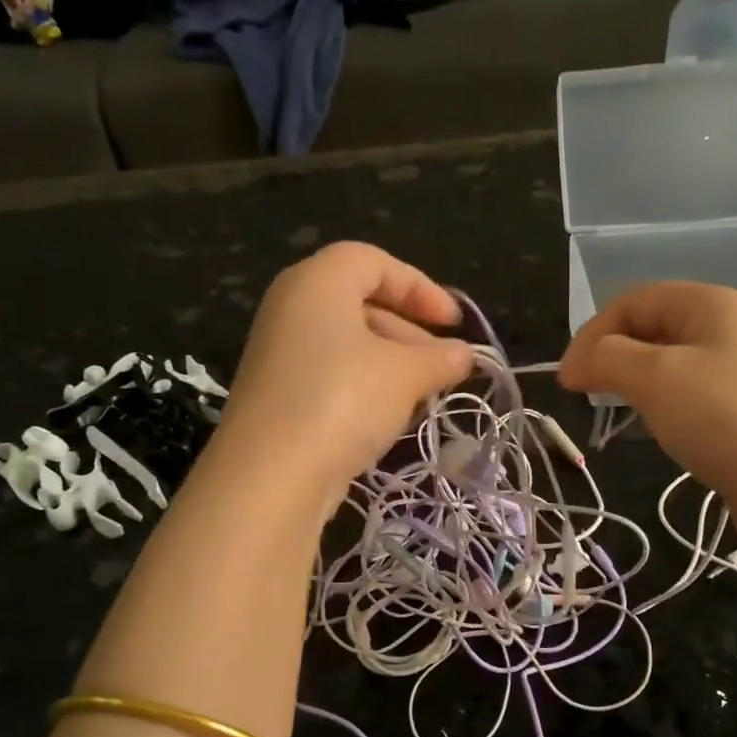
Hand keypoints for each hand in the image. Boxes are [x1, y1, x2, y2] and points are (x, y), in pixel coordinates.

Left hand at [218, 243, 472, 499]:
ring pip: (347, 344)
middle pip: (360, 302)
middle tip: (443, 365)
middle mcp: (292, 309)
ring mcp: (280, 354)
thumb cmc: (343, 400)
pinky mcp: (278, 396)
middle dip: (410, 331)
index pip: (373, 262)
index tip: (453, 323)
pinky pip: (331, 376)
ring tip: (424, 395)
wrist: (271, 474)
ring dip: (392, 364)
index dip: (420, 287)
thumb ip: (440, 359)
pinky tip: (390, 418)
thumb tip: (465, 355)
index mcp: (317, 282)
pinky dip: (365, 387)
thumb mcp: (404, 374)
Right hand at [558, 282, 736, 517]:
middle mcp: (734, 325)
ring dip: (636, 379)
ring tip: (619, 409)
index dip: (592, 333)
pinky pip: (694, 388)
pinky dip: (665, 400)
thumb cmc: (724, 420)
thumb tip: (573, 364)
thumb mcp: (655, 379)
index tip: (567, 380)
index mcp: (714, 303)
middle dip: (613, 355)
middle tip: (588, 394)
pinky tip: (660, 425)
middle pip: (654, 325)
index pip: (634, 300)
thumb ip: (605, 359)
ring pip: (672, 359)